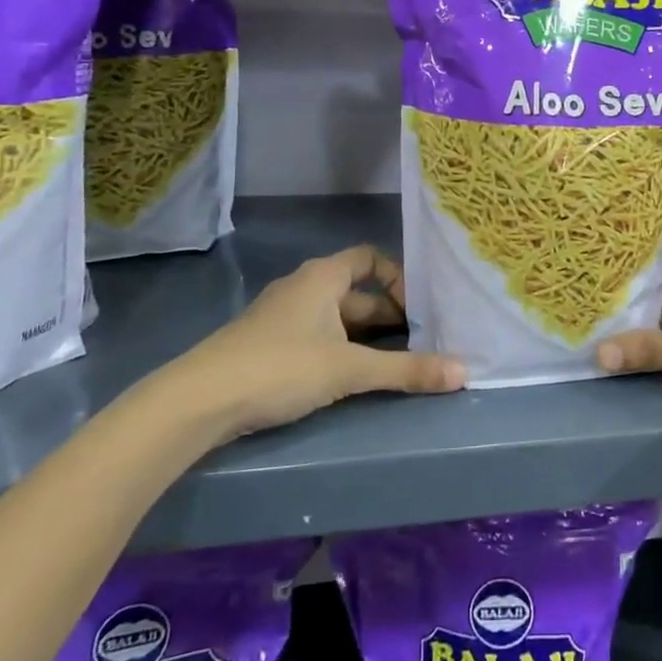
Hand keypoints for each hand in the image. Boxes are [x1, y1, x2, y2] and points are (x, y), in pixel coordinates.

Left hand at [138, 245, 464, 446]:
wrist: (197, 402)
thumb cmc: (280, 367)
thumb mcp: (349, 368)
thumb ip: (407, 370)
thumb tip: (465, 374)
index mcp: (322, 277)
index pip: (369, 258)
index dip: (398, 278)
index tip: (419, 309)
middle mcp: (303, 288)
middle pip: (357, 293)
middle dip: (390, 315)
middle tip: (422, 342)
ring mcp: (282, 318)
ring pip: (337, 319)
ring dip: (367, 337)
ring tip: (397, 363)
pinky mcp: (268, 347)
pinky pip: (318, 338)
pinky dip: (341, 351)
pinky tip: (352, 379)